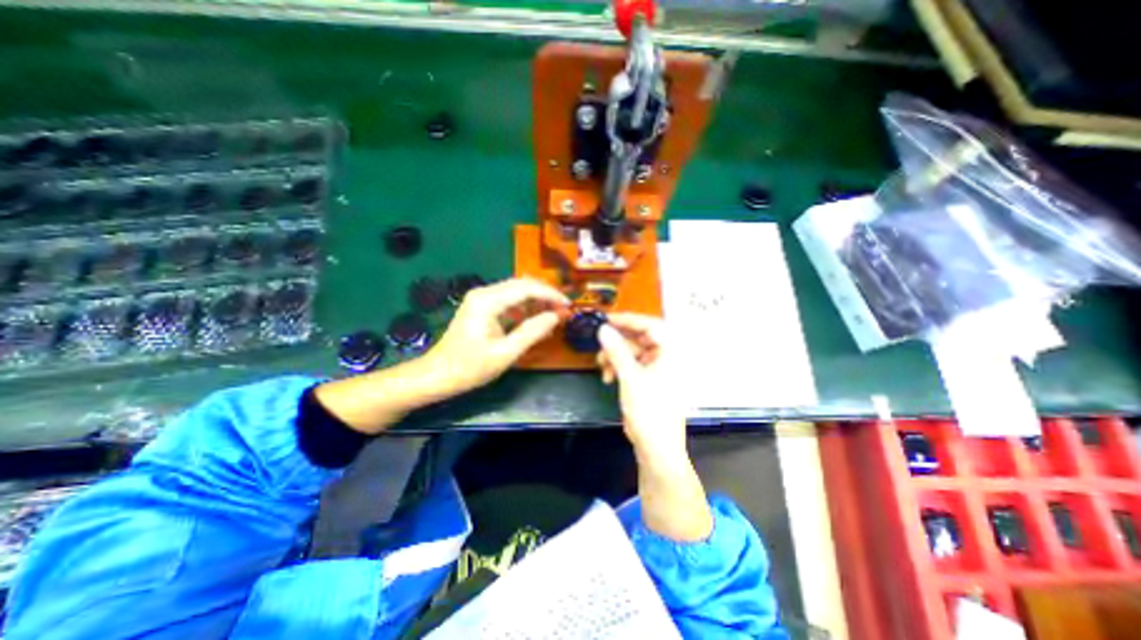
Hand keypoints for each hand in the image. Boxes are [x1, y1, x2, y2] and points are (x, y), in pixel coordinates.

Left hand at [423, 276, 569, 394]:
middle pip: (522, 285)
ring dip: (536, 301)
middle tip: (564, 310)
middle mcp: (484, 293)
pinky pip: (508, 301)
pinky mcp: (481, 307)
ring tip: (553, 315)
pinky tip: (533, 320)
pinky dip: (524, 308)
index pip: (526, 288)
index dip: (550, 295)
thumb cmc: (470, 367)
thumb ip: (532, 332)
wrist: (437, 375)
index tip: (568, 305)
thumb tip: (556, 316)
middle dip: (545, 296)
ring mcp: (481, 298)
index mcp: (487, 301)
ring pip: (516, 292)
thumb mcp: (505, 353)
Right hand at [598, 313, 685, 461]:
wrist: (655, 446)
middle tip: (599, 345)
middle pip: (638, 338)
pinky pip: (629, 363)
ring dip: (614, 357)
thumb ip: (616, 350)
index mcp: (670, 352)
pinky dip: (617, 367)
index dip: (629, 320)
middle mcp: (665, 356)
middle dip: (617, 344)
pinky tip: (608, 378)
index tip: (607, 320)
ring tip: (603, 369)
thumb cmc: (649, 410)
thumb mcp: (630, 377)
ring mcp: (656, 368)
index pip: (651, 325)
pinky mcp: (646, 378)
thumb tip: (602, 329)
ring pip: (630, 351)